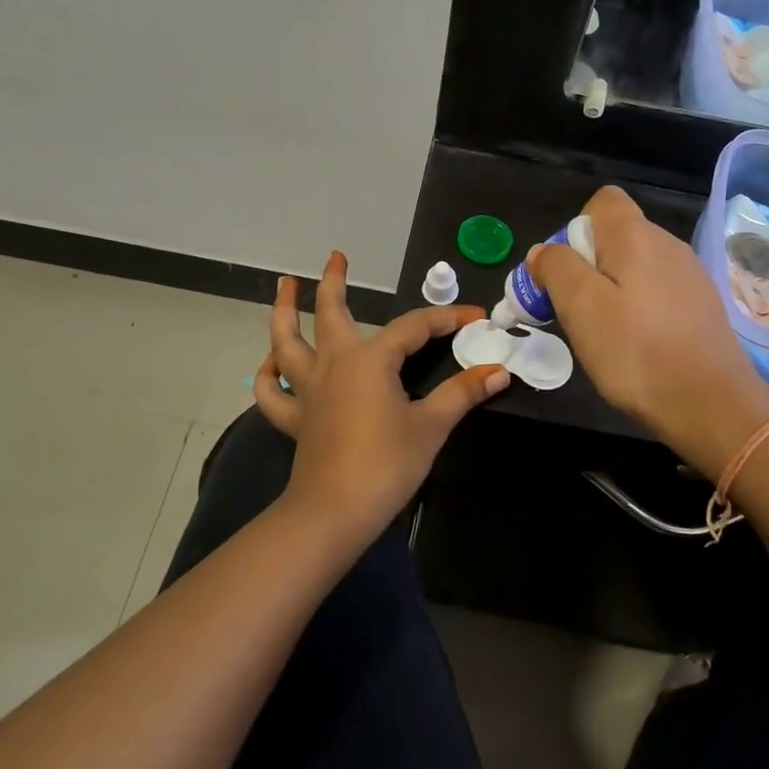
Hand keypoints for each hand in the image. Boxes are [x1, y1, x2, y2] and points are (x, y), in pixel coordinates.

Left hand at [254, 253, 509, 546]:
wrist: (334, 512)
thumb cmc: (386, 464)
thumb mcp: (431, 426)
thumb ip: (462, 394)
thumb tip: (499, 371)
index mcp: (371, 360)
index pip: (414, 327)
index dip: (446, 319)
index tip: (475, 316)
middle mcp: (335, 363)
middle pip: (330, 312)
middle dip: (334, 282)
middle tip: (335, 257)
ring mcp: (309, 390)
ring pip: (287, 341)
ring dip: (284, 311)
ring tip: (284, 286)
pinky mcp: (295, 419)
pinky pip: (273, 392)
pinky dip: (269, 375)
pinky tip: (271, 363)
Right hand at [530, 188, 768, 478]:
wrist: (711, 405)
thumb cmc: (636, 351)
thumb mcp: (580, 307)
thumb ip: (557, 268)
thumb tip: (544, 251)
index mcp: (637, 235)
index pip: (603, 201)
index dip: (576, 228)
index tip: (566, 272)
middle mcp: (668, 244)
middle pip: (617, 236)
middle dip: (588, 265)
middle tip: (576, 311)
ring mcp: (690, 275)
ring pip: (636, 267)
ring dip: (612, 290)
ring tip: (606, 334)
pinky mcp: (702, 306)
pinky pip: (658, 291)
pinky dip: (639, 308)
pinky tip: (638, 345)